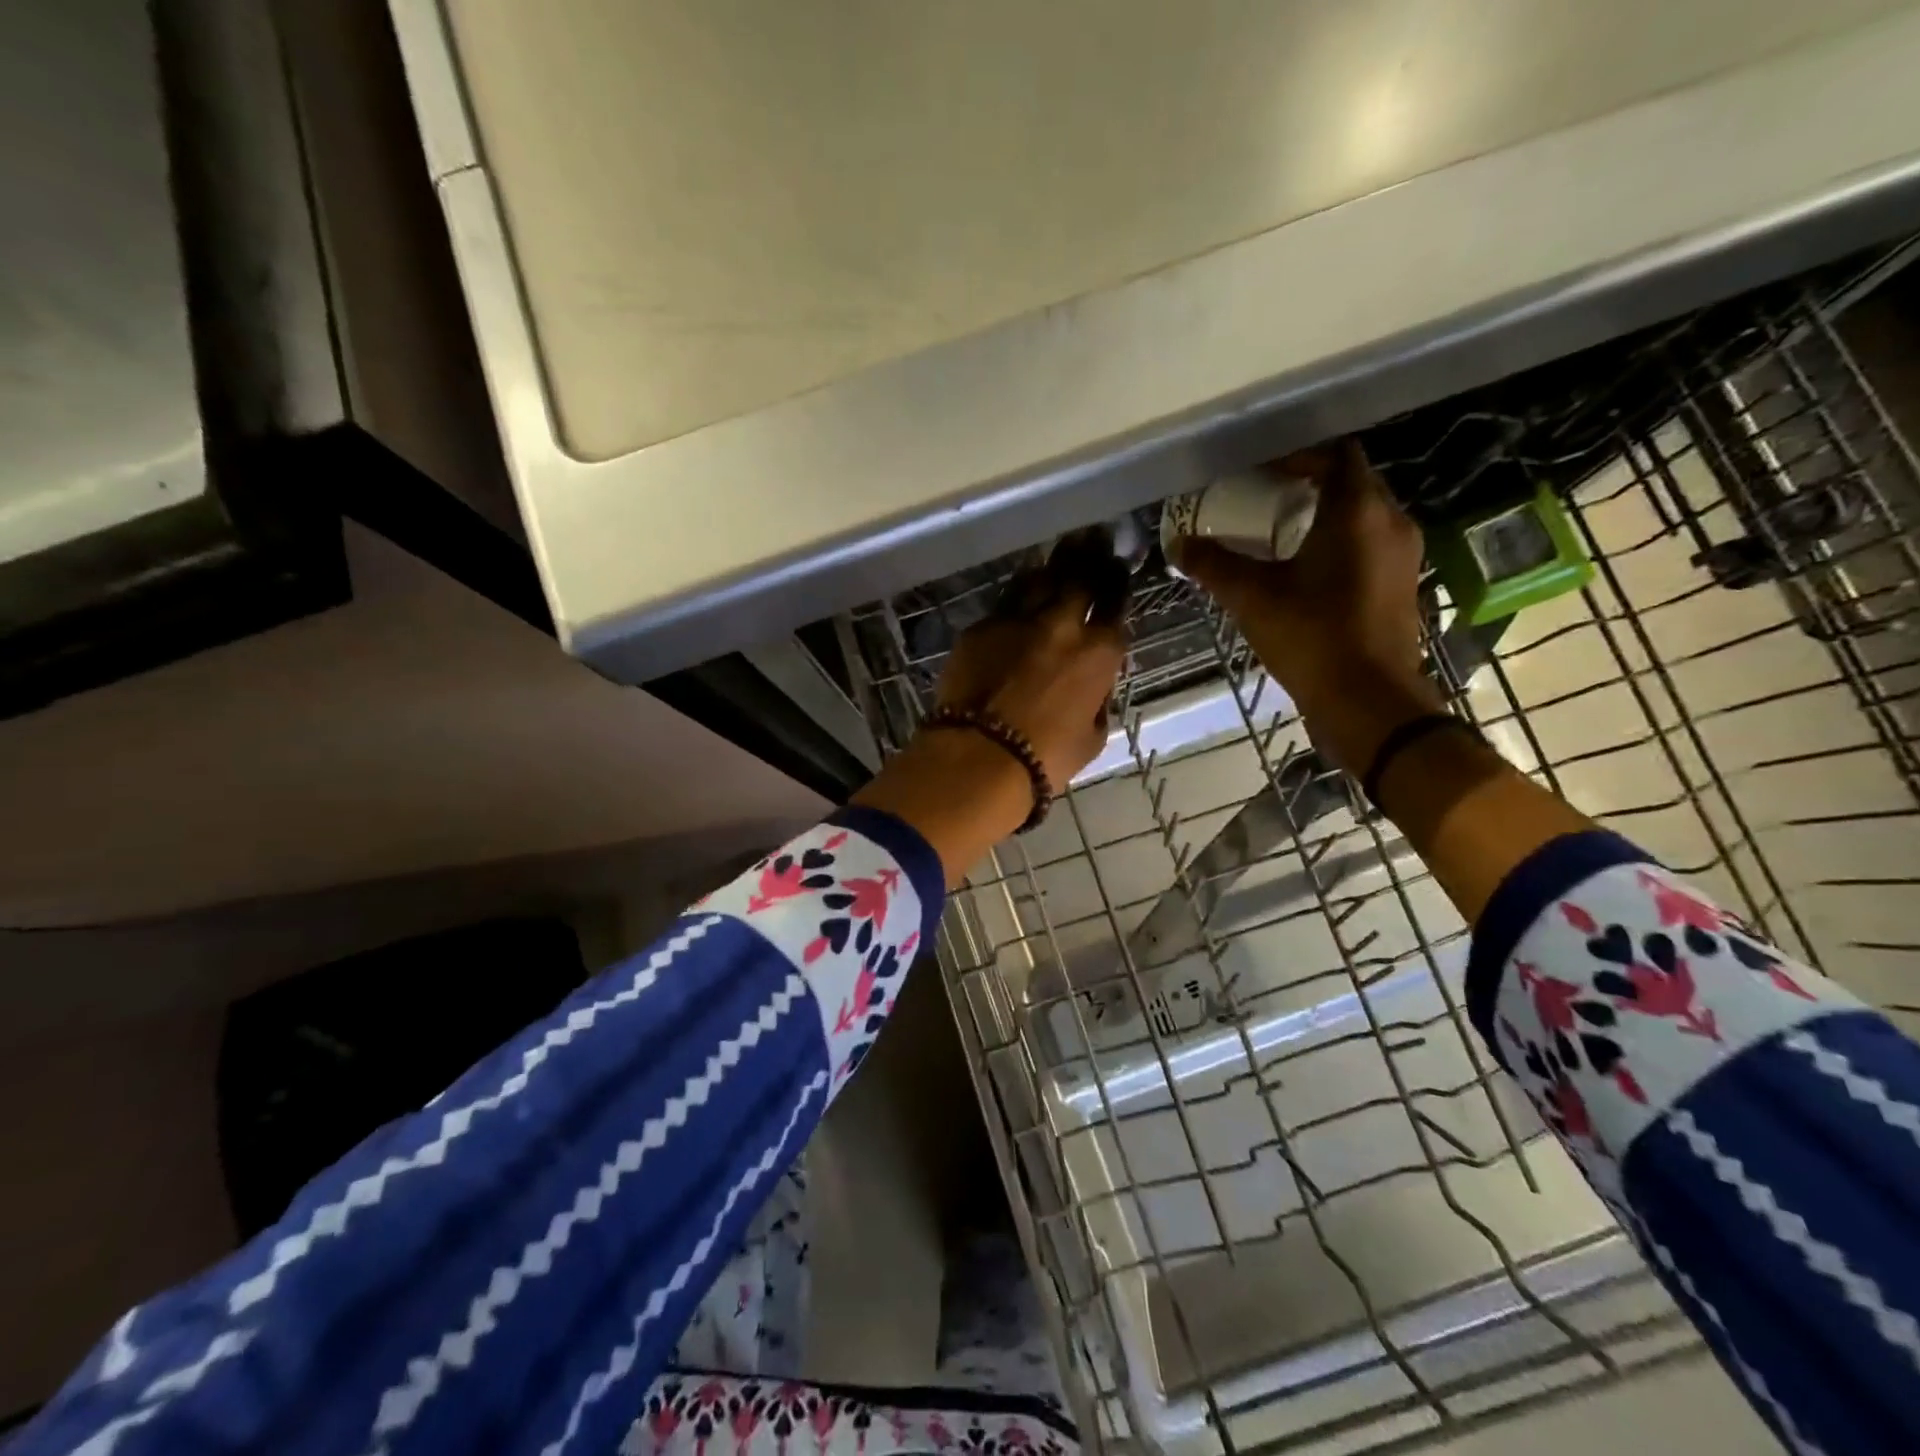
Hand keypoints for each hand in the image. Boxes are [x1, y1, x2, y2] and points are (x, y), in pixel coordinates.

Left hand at [933, 533, 1130, 790]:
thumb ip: (1098, 702)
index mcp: (1098, 653)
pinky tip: (1021, 592)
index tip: (1118, 570)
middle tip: (1094, 538)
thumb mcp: (1092, 737)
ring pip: (1039, 578)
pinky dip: (1018, 595)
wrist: (978, 756)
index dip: (1117, 584)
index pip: (1115, 605)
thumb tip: (1093, 687)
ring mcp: (1017, 620)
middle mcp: (1061, 624)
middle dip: (1091, 554)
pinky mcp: (980, 628)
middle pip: (1080, 576)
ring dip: (1054, 566)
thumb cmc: (1045, 759)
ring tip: (1061, 553)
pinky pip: (1004, 602)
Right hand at [1173, 439, 1443, 772]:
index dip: (1297, 455)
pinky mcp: (1399, 584)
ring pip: (1360, 516)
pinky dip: (1336, 542)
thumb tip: (1178, 544)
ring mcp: (1401, 555)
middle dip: (1306, 484)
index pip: (1335, 455)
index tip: (1258, 470)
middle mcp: (1390, 522)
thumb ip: (1213, 565)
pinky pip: (1367, 544)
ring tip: (1275, 532)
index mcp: (1358, 512)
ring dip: (1321, 515)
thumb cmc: (1312, 637)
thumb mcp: (1252, 598)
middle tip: (1260, 498)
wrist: (1368, 701)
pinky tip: (1301, 569)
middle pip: (1350, 482)